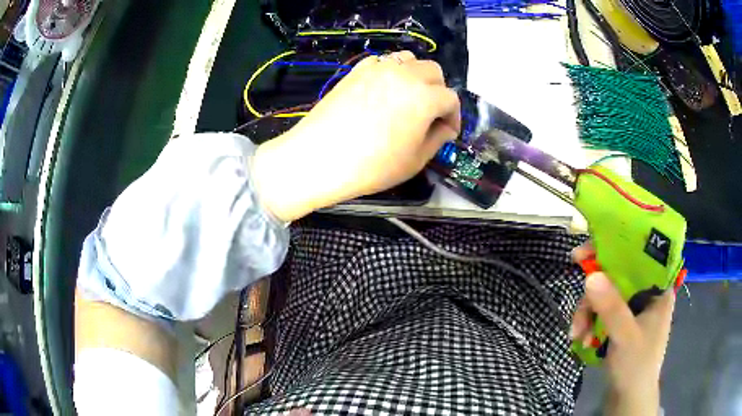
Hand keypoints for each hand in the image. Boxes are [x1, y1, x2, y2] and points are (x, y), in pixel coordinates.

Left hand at [252, 51, 460, 221]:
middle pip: (433, 72)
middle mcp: (404, 75)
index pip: (450, 99)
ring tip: (408, 98)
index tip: (447, 132)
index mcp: (424, 97)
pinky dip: (390, 72)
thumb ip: (437, 139)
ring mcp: (377, 69)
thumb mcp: (414, 161)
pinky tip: (383, 91)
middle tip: (430, 114)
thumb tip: (444, 127)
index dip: (454, 117)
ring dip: (416, 76)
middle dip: (438, 91)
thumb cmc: (371, 166)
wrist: (318, 158)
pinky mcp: (356, 71)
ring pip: (408, 60)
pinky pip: (382, 62)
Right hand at [571, 244, 674, 415]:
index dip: (616, 246)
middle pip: (618, 275)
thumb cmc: (636, 366)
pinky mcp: (620, 323)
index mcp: (658, 288)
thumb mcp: (625, 336)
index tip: (589, 250)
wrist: (627, 399)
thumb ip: (611, 307)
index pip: (640, 254)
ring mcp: (632, 309)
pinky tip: (581, 339)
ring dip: (588, 312)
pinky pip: (602, 312)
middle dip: (595, 290)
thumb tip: (590, 275)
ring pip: (607, 295)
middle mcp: (646, 293)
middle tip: (577, 289)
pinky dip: (589, 323)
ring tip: (577, 334)